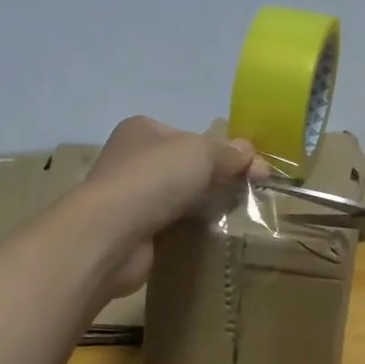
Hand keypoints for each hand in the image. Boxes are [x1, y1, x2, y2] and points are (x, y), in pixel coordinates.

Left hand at [82, 116, 268, 297]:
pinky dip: (189, 227)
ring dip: (203, 204)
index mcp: (143, 129)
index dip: (224, 151)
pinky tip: (209, 234)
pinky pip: (170, 224)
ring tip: (234, 215)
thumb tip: (250, 152)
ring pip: (179, 196)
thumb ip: (227, 153)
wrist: (110, 235)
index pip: (191, 136)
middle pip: (186, 166)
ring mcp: (129, 196)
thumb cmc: (153, 179)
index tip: (254, 170)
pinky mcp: (132, 230)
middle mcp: (132, 158)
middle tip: (249, 194)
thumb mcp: (200, 153)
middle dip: (217, 178)